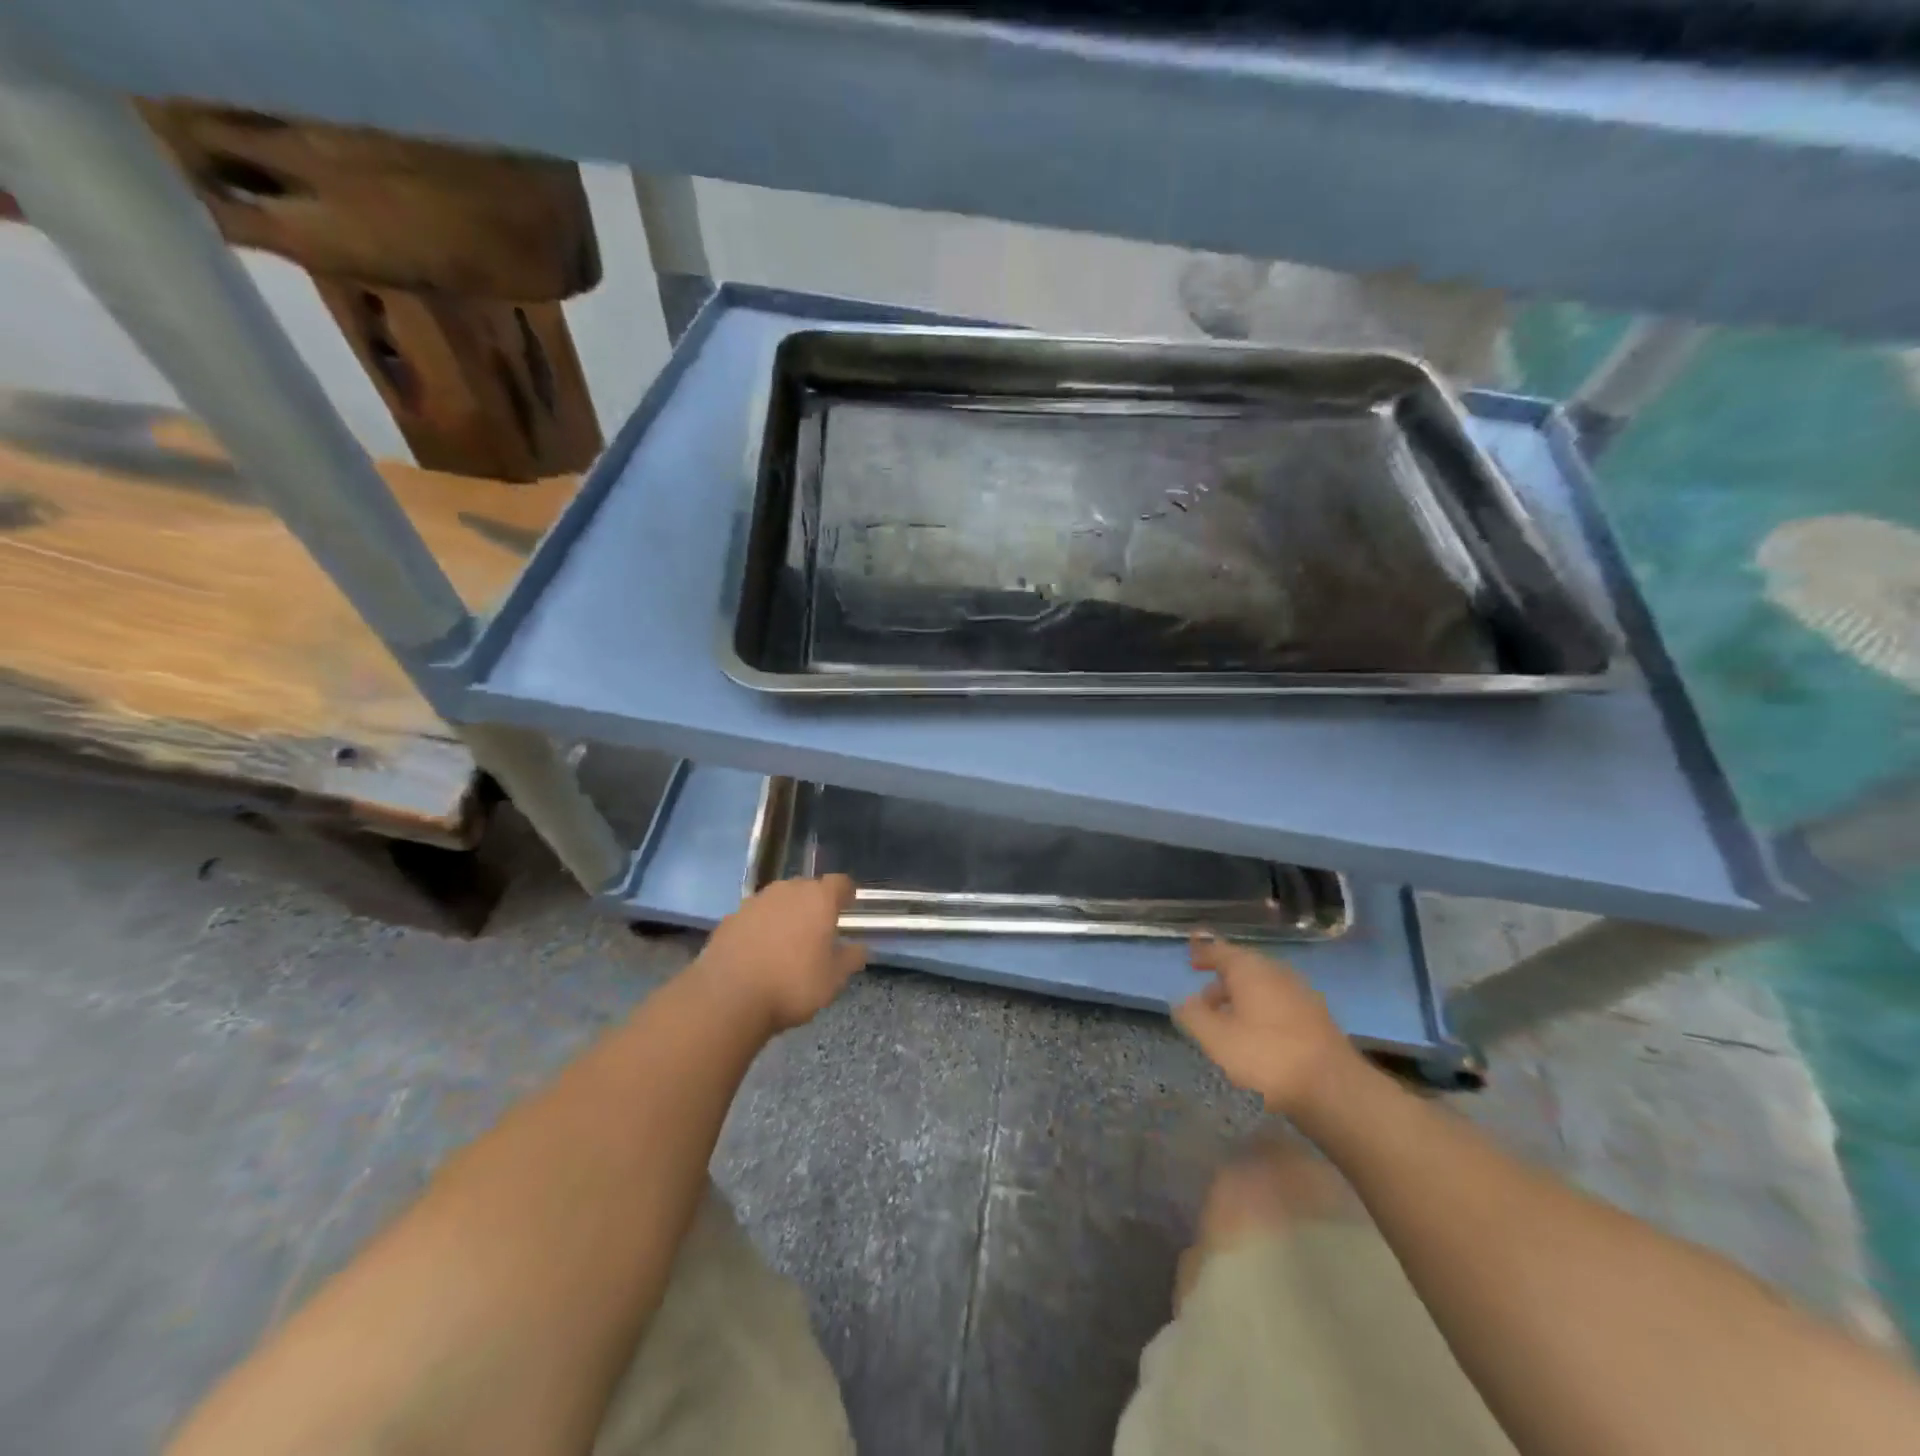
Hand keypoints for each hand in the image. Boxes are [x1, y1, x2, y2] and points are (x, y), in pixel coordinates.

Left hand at [695, 875, 867, 1034]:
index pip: (840, 883)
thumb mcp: (833, 980)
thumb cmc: (792, 985)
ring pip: (779, 900)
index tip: (848, 906)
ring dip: (786, 913)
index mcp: (819, 899)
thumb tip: (860, 948)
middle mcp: (788, 891)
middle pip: (807, 887)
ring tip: (787, 941)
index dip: (846, 893)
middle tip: (818, 928)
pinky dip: (761, 927)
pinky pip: (755, 915)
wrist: (728, 998)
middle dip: (814, 903)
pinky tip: (759, 951)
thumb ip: (850, 959)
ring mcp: (755, 902)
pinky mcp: (730, 918)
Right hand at [1173, 934, 1363, 1117]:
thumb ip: (1193, 1016)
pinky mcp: (1317, 1018)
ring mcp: (1301, 994)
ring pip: (1263, 987)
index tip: (1190, 954)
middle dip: (1222, 981)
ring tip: (1228, 1024)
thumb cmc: (1266, 1057)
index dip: (1203, 952)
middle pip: (1243, 967)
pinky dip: (1262, 1011)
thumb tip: (1184, 1000)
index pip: (1220, 950)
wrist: (1335, 1090)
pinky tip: (1258, 1037)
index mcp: (1250, 969)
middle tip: (1203, 1001)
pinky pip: (1280, 1003)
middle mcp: (1276, 972)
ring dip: (1242, 999)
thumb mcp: (1216, 1039)